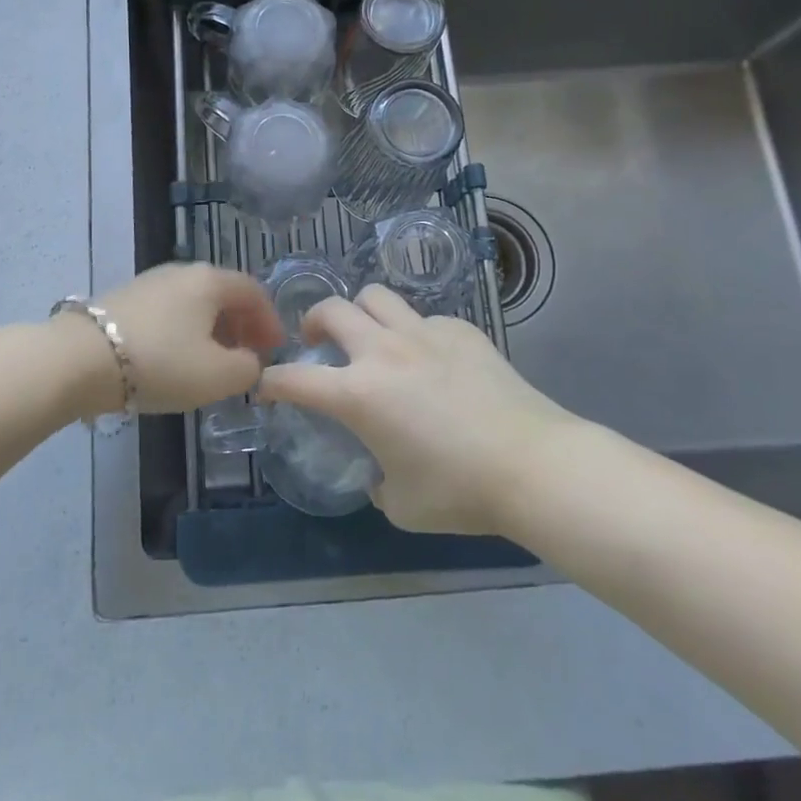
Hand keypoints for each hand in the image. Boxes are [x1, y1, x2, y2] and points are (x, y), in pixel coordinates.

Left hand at [83, 264, 281, 416]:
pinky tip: (176, 360)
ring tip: (212, 364)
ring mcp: (150, 282)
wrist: (80, 359)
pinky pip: (169, 313)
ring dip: (212, 331)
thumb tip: (249, 361)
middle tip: (247, 358)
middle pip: (223, 295)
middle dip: (241, 326)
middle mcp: (182, 272)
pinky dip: (184, 332)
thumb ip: (248, 368)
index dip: (270, 321)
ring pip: (194, 304)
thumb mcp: (218, 375)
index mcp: (211, 280)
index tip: (274, 351)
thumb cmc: (161, 362)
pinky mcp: (124, 299)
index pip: (254, 292)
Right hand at [258, 285, 579, 535]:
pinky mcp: (461, 330)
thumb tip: (380, 472)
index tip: (266, 387)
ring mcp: (424, 333)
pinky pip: (424, 318)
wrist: (534, 466)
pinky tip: (431, 360)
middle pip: (332, 310)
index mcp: (359, 394)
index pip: (295, 378)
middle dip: (313, 322)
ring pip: (376, 296)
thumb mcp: (402, 504)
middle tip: (318, 343)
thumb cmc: (460, 491)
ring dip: (362, 313)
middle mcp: (384, 351)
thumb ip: (378, 483)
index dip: (272, 382)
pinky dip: (415, 333)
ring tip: (369, 336)